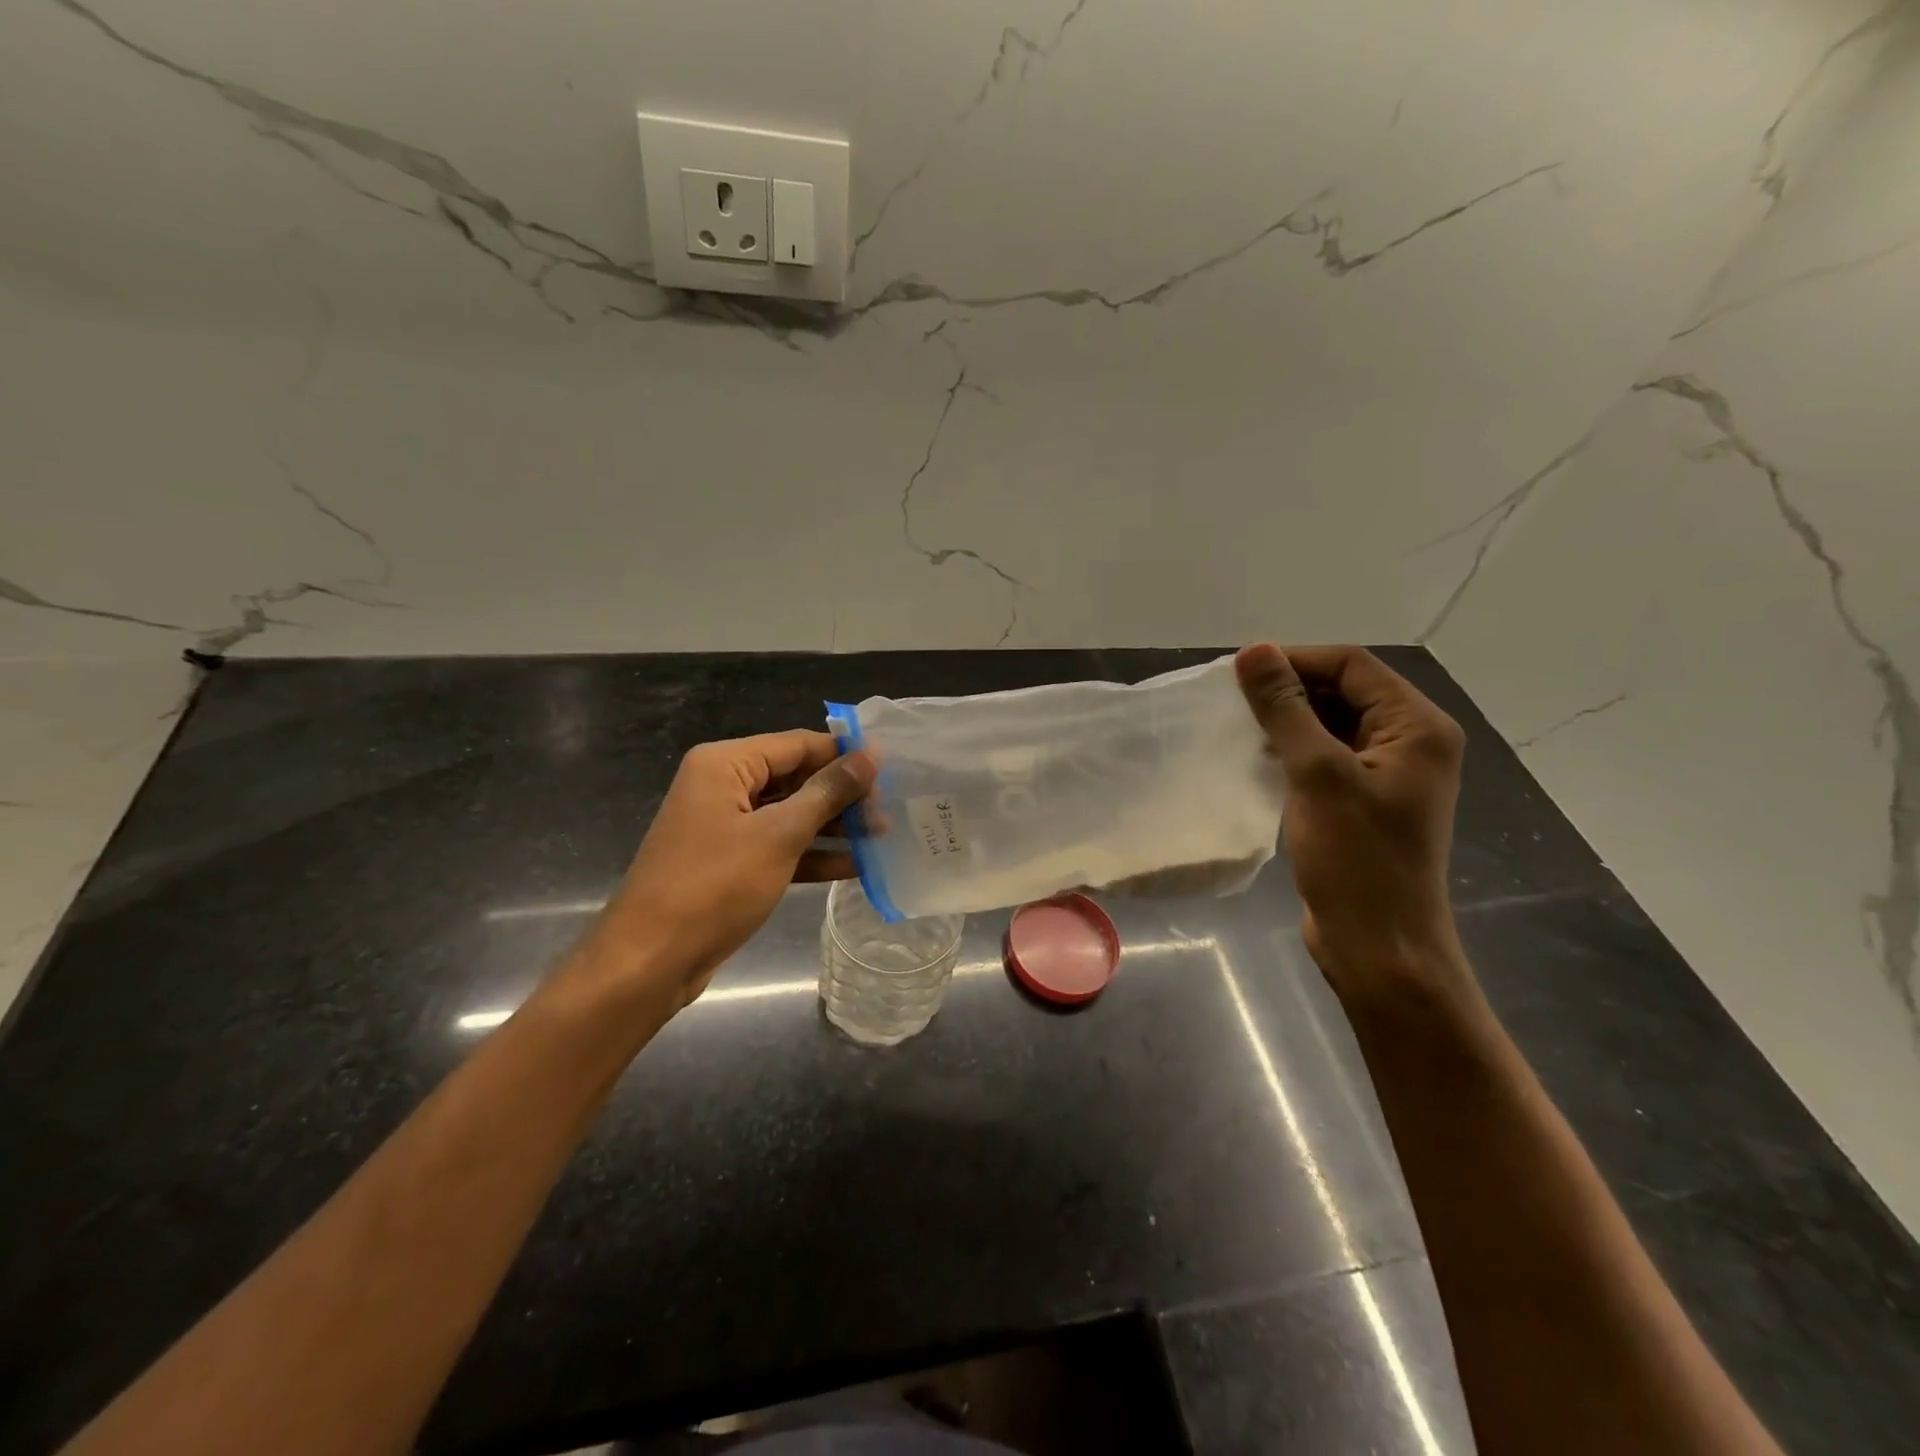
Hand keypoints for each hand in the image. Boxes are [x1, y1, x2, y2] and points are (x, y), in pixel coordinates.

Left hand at [582, 731, 875, 1009]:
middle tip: (889, 811)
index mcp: (725, 764)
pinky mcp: (731, 862)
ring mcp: (726, 826)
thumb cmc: (715, 886)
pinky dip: (813, 854)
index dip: (844, 754)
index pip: (797, 744)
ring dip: (833, 826)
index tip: (892, 768)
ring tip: (882, 837)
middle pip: (795, 777)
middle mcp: (723, 786)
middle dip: (842, 795)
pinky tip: (856, 866)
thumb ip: (828, 792)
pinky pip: (780, 846)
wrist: (651, 961)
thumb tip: (870, 754)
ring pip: (791, 814)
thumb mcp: (779, 835)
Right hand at [1235, 644, 1467, 997]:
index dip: (1295, 660)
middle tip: (1233, 701)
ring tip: (1239, 727)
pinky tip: (1258, 758)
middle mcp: (1410, 742)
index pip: (1352, 666)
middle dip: (1289, 690)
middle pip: (1344, 691)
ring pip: (1331, 724)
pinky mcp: (1363, 801)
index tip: (1238, 673)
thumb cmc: (1356, 860)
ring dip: (1287, 721)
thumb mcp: (1318, 775)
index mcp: (1417, 727)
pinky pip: (1326, 757)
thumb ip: (1286, 710)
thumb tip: (1254, 651)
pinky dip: (1293, 750)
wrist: (1379, 947)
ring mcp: (1387, 774)